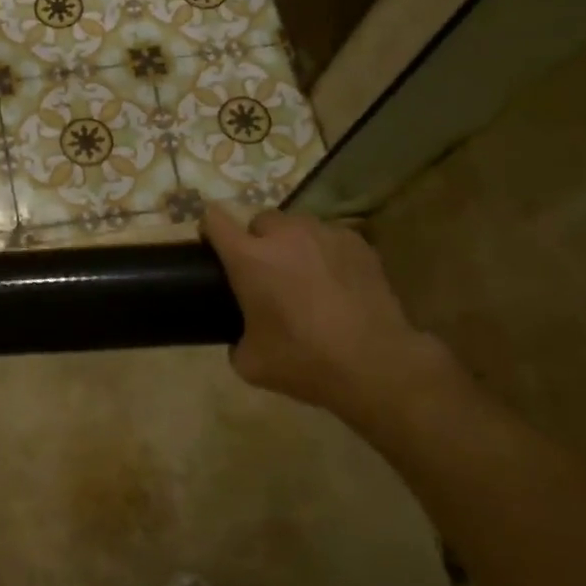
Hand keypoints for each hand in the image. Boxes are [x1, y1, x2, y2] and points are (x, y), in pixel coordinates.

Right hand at [201, 205, 458, 428]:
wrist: (376, 366)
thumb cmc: (305, 361)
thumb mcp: (251, 362)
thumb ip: (235, 340)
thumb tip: (240, 337)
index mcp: (249, 258)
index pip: (214, 220)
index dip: (209, 230)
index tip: (212, 247)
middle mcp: (284, 235)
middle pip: (259, 220)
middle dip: (258, 240)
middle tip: (266, 272)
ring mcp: (324, 234)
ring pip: (297, 225)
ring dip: (293, 243)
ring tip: (304, 274)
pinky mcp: (357, 243)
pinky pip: (330, 237)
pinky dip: (326, 252)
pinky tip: (336, 282)